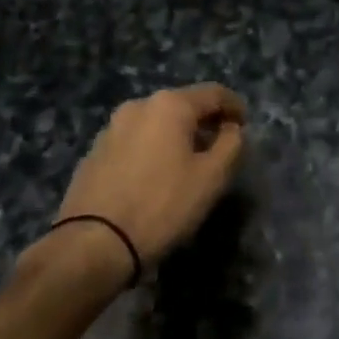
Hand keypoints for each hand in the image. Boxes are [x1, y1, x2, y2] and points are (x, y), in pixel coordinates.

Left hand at [50, 84, 247, 268]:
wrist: (94, 244)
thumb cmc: (162, 205)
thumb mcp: (212, 177)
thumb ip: (231, 144)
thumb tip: (230, 129)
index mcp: (169, 105)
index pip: (214, 93)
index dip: (235, 107)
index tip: (245, 126)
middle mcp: (138, 106)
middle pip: (182, 105)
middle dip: (204, 122)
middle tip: (220, 147)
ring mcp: (111, 129)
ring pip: (156, 124)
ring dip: (177, 137)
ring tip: (187, 164)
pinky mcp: (94, 153)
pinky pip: (135, 142)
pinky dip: (152, 150)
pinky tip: (156, 177)